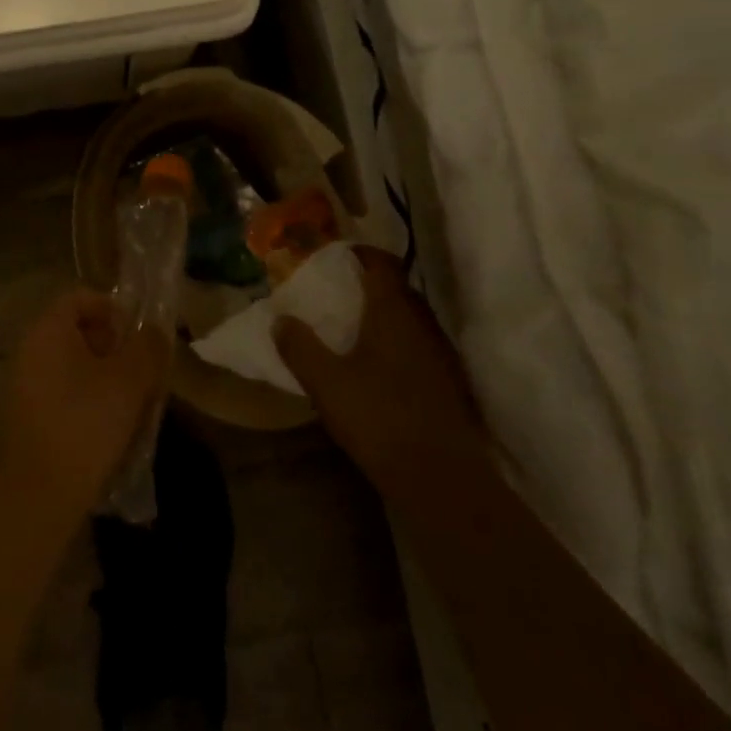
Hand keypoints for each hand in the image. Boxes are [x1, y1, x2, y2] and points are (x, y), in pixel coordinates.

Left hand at [0, 290, 170, 530]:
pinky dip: (91, 401)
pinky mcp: (30, 418)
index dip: (114, 308)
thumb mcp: (130, 380)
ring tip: (136, 402)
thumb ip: (148, 346)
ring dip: (108, 377)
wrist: (39, 496)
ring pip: (76, 366)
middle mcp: (31, 351)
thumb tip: (154, 332)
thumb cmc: (86, 423)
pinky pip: (66, 393)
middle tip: (144, 371)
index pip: (81, 297)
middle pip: (80, 331)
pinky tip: (114, 429)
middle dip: (116, 347)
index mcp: (48, 330)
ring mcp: (27, 386)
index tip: (139, 335)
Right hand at [274, 247, 480, 497]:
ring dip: (386, 315)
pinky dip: (399, 343)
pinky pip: (420, 345)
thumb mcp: (326, 382)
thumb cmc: (379, 417)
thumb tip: (281, 319)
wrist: (441, 476)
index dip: (361, 253)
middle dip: (370, 284)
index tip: (338, 256)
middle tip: (340, 292)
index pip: (382, 262)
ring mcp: (441, 352)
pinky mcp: (450, 381)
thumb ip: (300, 347)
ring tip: (356, 328)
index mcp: (393, 310)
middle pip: (398, 288)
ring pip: (411, 318)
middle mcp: (423, 322)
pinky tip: (381, 367)